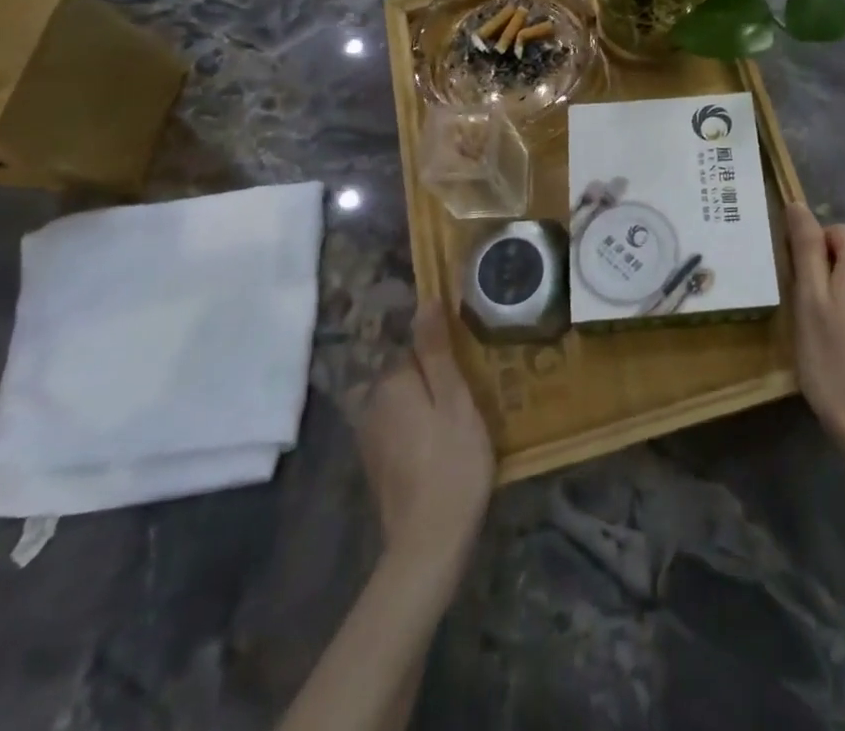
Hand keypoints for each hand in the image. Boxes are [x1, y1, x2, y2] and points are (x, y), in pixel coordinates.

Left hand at [359, 303, 495, 584]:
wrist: (429, 544)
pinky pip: (401, 427)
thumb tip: (426, 300)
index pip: (417, 346)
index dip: (446, 352)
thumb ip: (436, 350)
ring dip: (429, 403)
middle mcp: (372, 404)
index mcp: (391, 382)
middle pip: (409, 373)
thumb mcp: (455, 399)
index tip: (471, 364)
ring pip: (406, 401)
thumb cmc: (452, 463)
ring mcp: (371, 437)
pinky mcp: (378, 464)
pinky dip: (421, 428)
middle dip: (436, 377)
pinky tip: (445, 443)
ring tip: (464, 417)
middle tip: (473, 392)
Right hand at [788, 203, 844, 467]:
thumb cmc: (831, 356)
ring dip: (844, 294)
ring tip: (828, 332)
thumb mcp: (808, 298)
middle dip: (829, 273)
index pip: (837, 231)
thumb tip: (798, 204)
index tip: (801, 285)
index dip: (814, 250)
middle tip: (810, 312)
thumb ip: (805, 248)